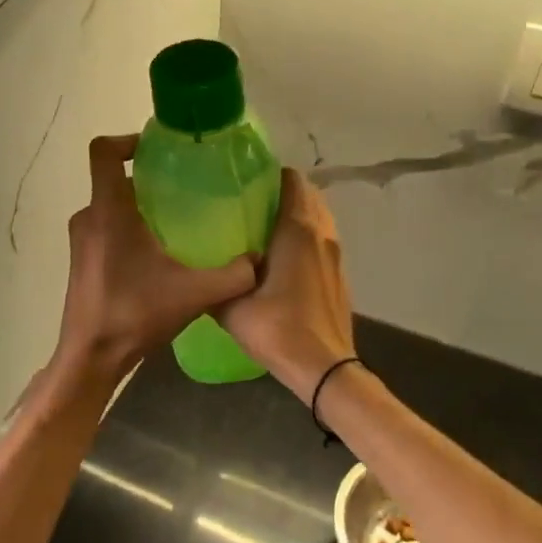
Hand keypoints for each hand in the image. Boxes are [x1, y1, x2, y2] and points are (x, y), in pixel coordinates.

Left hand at [51, 135, 258, 389]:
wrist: (91, 357)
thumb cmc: (134, 315)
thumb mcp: (193, 294)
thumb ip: (232, 275)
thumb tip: (258, 260)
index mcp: (109, 212)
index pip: (103, 152)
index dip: (127, 140)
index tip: (158, 150)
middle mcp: (89, 218)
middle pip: (112, 178)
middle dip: (146, 177)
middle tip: (183, 187)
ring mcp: (82, 241)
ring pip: (110, 206)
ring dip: (138, 206)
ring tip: (175, 220)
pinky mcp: (82, 260)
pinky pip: (105, 228)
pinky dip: (128, 228)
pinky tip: (158, 254)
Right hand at [218, 169, 354, 398]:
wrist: (324, 368)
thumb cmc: (278, 329)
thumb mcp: (232, 307)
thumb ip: (216, 283)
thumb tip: (201, 272)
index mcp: (297, 230)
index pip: (292, 181)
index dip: (271, 174)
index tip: (246, 180)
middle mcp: (321, 234)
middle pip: (308, 195)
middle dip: (282, 192)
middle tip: (249, 203)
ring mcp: (336, 255)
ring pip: (318, 218)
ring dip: (297, 215)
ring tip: (264, 228)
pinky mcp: (339, 275)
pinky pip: (322, 241)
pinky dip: (306, 237)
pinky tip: (282, 258)